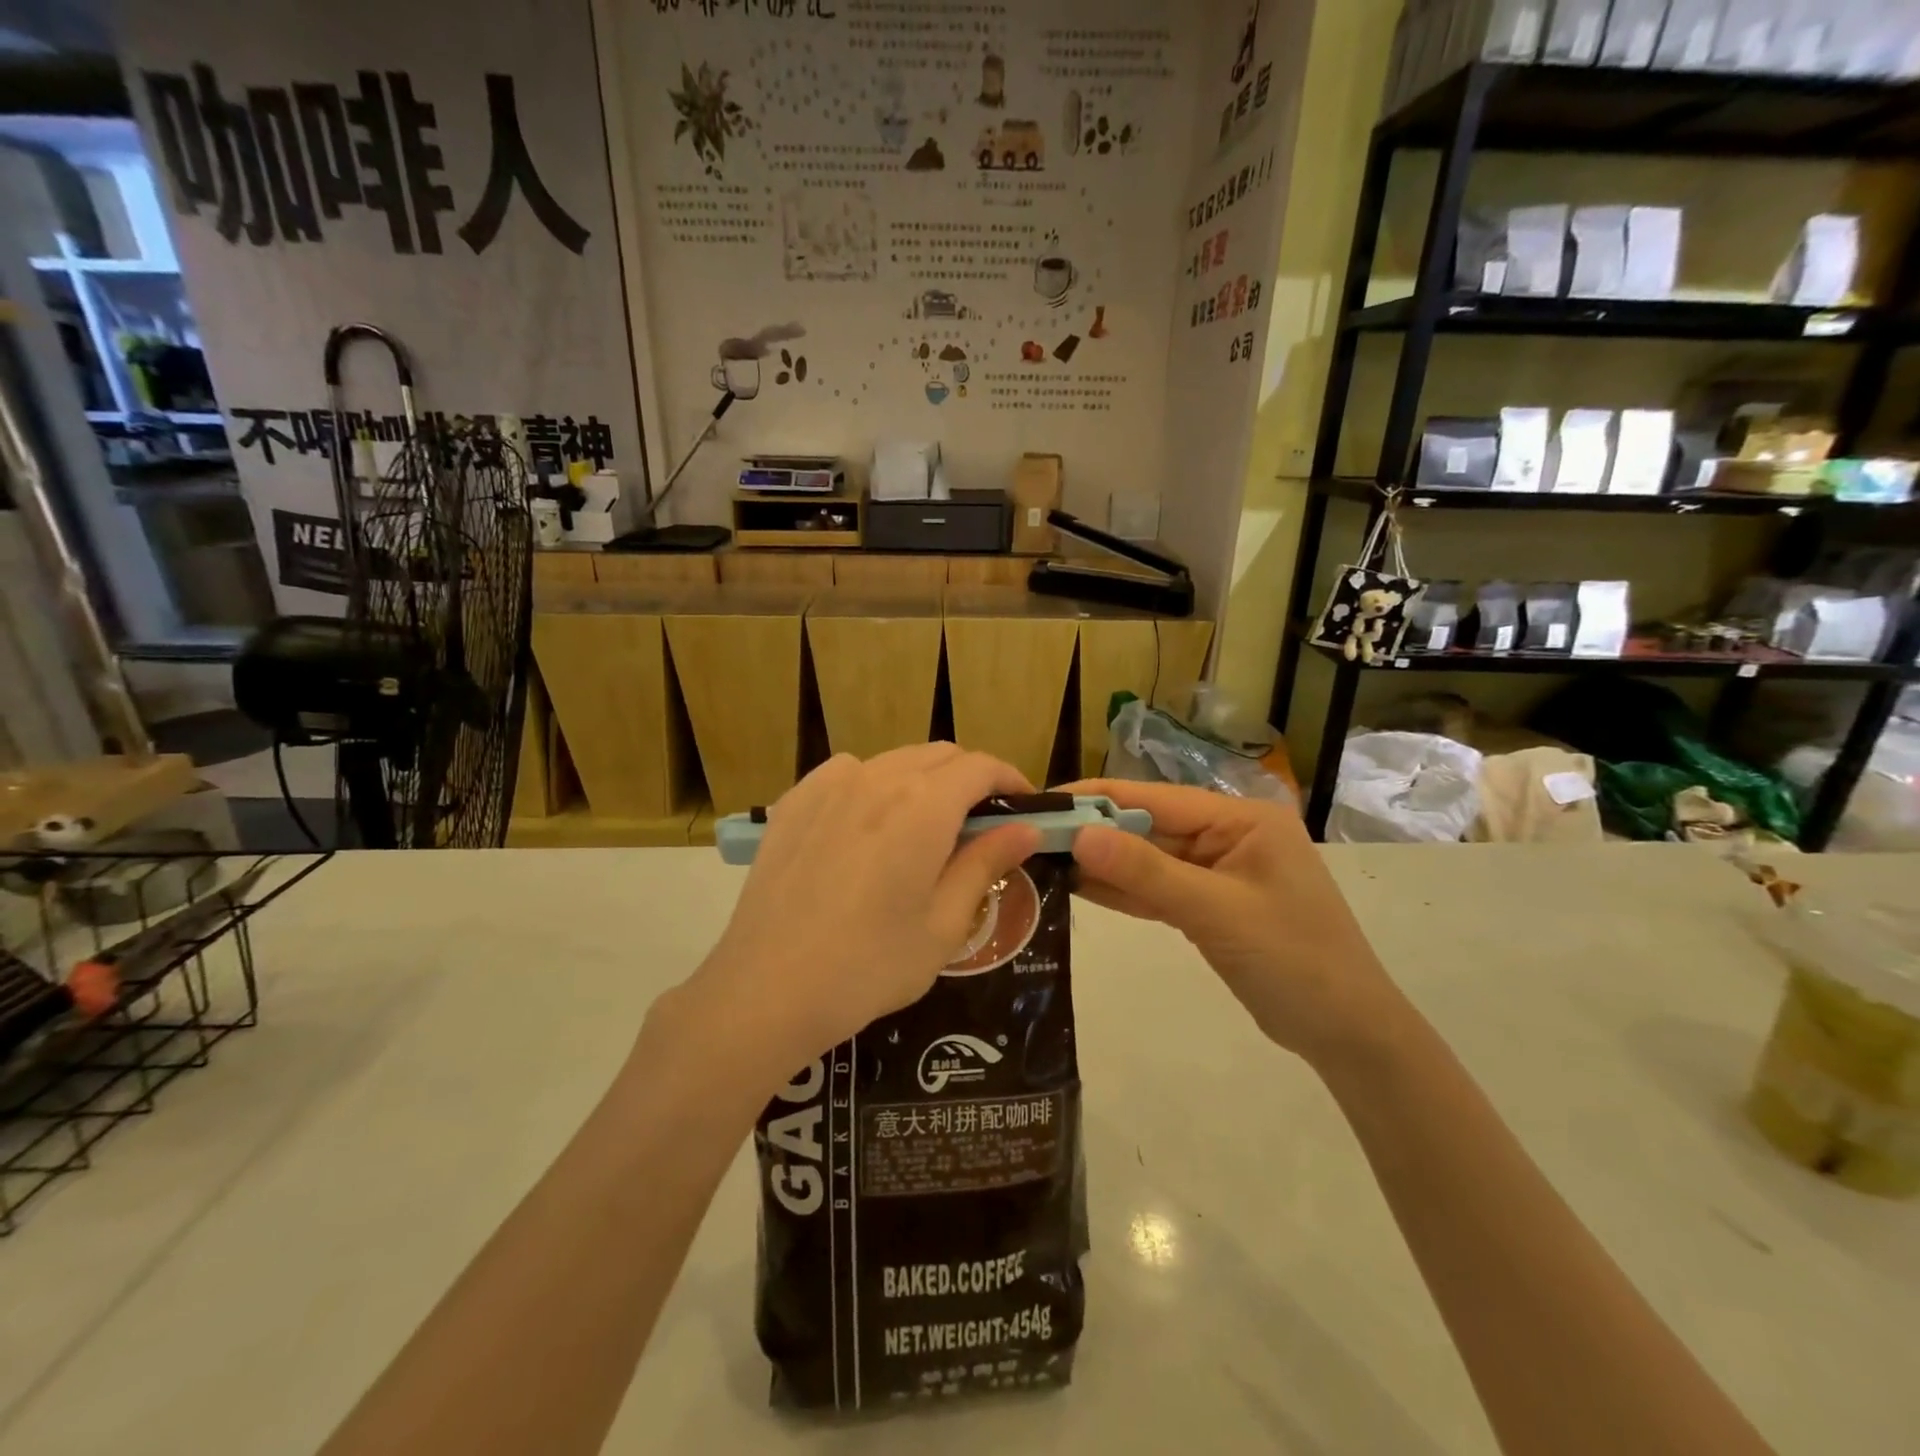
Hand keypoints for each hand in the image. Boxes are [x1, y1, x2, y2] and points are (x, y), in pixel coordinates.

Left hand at [691, 746, 1040, 1077]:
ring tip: (924, 828)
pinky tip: (868, 826)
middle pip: (940, 756)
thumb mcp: (944, 923)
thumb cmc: (870, 965)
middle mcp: (878, 777)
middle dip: (971, 780)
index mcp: (924, 804)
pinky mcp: (794, 801)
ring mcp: (829, 784)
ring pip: (894, 761)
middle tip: (980, 826)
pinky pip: (848, 773)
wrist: (768, 989)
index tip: (1023, 810)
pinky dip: (874, 785)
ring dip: (924, 781)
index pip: (981, 767)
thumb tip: (1027, 828)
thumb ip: (986, 863)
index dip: (1010, 781)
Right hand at [1063, 780, 1402, 1066]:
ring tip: (1042, 858)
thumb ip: (1146, 872)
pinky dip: (1122, 889)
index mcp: (1240, 818)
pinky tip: (1078, 885)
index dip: (1096, 799)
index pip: (1153, 798)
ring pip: (1147, 858)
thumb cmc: (1294, 961)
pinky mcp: (1208, 904)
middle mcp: (1226, 834)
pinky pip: (1157, 888)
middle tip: (1030, 836)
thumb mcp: (1217, 912)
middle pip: (1147, 826)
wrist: (1347, 1033)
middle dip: (1092, 832)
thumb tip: (1079, 834)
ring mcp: (1216, 870)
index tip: (1042, 801)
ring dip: (1102, 861)